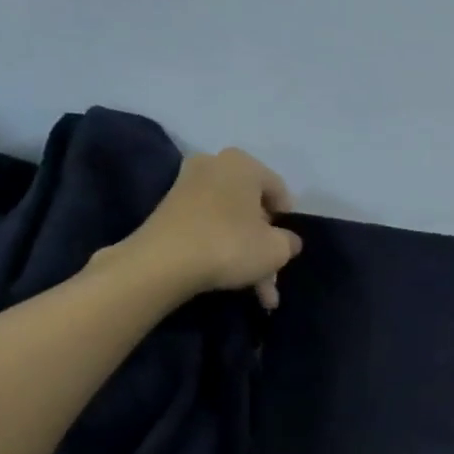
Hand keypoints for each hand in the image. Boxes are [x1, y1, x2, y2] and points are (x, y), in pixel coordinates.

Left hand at [104, 148, 302, 307]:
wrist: (163, 262)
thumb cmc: (230, 245)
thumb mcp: (277, 249)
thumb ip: (289, 242)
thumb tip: (288, 240)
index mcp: (243, 163)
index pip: (279, 191)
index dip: (288, 222)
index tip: (287, 247)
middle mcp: (214, 164)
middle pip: (252, 207)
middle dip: (265, 244)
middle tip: (272, 273)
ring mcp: (188, 186)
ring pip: (231, 222)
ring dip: (246, 255)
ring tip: (257, 290)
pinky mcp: (170, 209)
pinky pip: (209, 227)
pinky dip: (223, 250)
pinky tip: (232, 280)